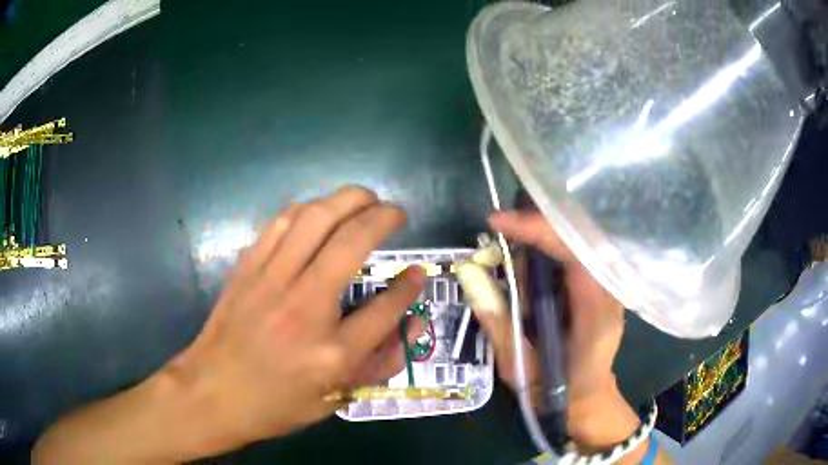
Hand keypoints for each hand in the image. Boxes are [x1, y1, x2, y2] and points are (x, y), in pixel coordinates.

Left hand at [33, 186, 426, 462]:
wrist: (211, 393)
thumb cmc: (274, 404)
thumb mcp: (333, 398)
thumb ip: (378, 364)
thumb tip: (411, 326)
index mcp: (330, 354)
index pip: (386, 309)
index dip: (410, 286)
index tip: (420, 272)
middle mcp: (303, 308)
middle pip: (351, 242)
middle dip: (382, 217)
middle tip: (395, 212)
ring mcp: (270, 282)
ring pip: (314, 219)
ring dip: (345, 200)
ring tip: (364, 198)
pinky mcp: (247, 268)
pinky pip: (281, 223)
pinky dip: (307, 209)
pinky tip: (318, 211)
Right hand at [477, 211, 645, 458]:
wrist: (586, 400)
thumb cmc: (554, 390)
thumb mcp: (518, 365)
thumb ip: (496, 321)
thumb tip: (469, 276)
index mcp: (595, 314)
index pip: (575, 254)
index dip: (538, 231)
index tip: (499, 222)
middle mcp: (609, 294)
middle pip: (578, 240)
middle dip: (537, 230)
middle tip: (500, 234)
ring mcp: (609, 289)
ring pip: (576, 245)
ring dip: (541, 241)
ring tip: (510, 255)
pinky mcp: (601, 288)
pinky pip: (576, 257)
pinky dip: (550, 252)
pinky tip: (528, 264)